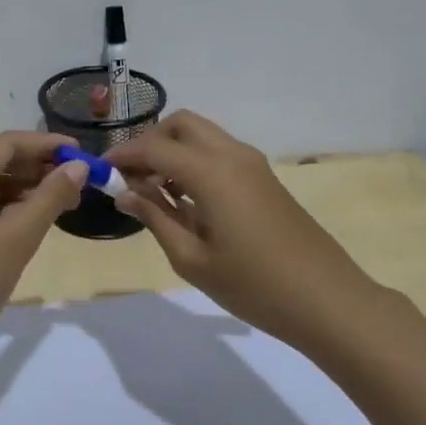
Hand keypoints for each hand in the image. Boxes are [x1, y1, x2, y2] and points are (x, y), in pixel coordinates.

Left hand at [0, 131, 88, 365]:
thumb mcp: (16, 240)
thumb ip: (49, 198)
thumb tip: (77, 168)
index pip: (6, 143)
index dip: (46, 145)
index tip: (82, 154)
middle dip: (37, 168)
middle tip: (78, 183)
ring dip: (25, 189)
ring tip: (63, 203)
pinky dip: (7, 209)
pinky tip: (32, 221)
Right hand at [108, 112, 369, 349]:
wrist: (326, 299)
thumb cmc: (252, 285)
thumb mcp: (191, 258)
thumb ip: (155, 218)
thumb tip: (124, 194)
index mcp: (211, 172)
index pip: (154, 147)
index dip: (122, 156)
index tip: (99, 172)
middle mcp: (232, 155)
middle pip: (181, 124)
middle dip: (150, 142)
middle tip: (130, 178)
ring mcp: (253, 164)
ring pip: (202, 135)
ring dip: (173, 151)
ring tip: (153, 192)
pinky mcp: (264, 178)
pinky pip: (219, 152)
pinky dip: (194, 161)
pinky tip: (185, 199)